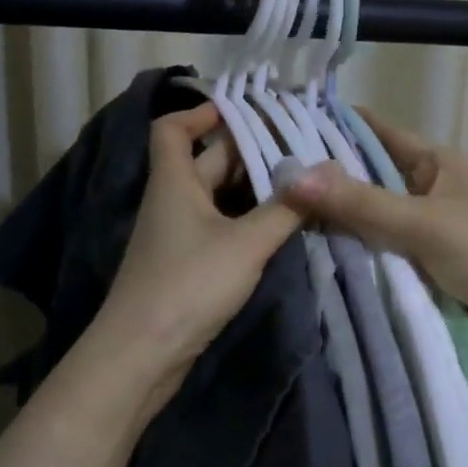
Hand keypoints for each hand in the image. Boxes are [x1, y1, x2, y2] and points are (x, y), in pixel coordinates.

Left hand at [89, 103, 305, 409]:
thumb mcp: (246, 243)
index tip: (244, 111)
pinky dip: (247, 221)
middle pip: (207, 162)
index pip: (173, 129)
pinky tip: (280, 227)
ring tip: (301, 184)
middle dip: (249, 153)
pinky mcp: (187, 265)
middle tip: (299, 148)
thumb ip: (286, 208)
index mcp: (174, 182)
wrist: (142, 354)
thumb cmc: (188, 285)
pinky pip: (220, 228)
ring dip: (253, 190)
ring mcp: (178, 235)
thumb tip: (325, 170)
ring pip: (218, 198)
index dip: (202, 113)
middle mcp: (172, 201)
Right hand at [278, 109, 467, 327]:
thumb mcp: (419, 221)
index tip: (291, 126)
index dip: (341, 127)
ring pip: (371, 215)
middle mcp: (428, 189)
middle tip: (274, 177)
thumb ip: (359, 202)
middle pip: (371, 176)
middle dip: (329, 178)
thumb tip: (292, 179)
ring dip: (338, 217)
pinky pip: (378, 246)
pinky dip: (353, 247)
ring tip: (280, 211)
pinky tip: (313, 247)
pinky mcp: (421, 263)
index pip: (381, 134)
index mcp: (437, 163)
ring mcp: (425, 228)